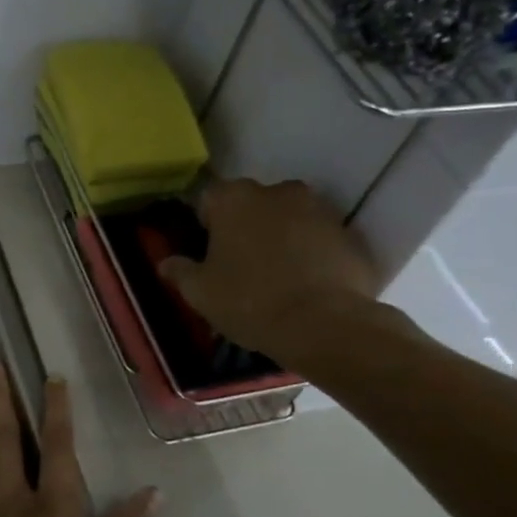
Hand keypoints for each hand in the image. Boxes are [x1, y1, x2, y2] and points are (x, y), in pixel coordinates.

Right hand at [157, 178, 382, 367]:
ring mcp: (320, 209)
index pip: (210, 198)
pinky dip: (312, 252)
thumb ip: (180, 271)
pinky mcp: (350, 234)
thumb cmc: (248, 301)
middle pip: (254, 203)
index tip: (208, 250)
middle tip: (240, 263)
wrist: (323, 325)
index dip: (207, 223)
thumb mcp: (200, 292)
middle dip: (246, 225)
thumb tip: (166, 263)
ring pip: (290, 217)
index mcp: (235, 198)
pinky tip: (306, 283)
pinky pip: (320, 238)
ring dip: (281, 236)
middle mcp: (279, 192)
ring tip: (277, 274)